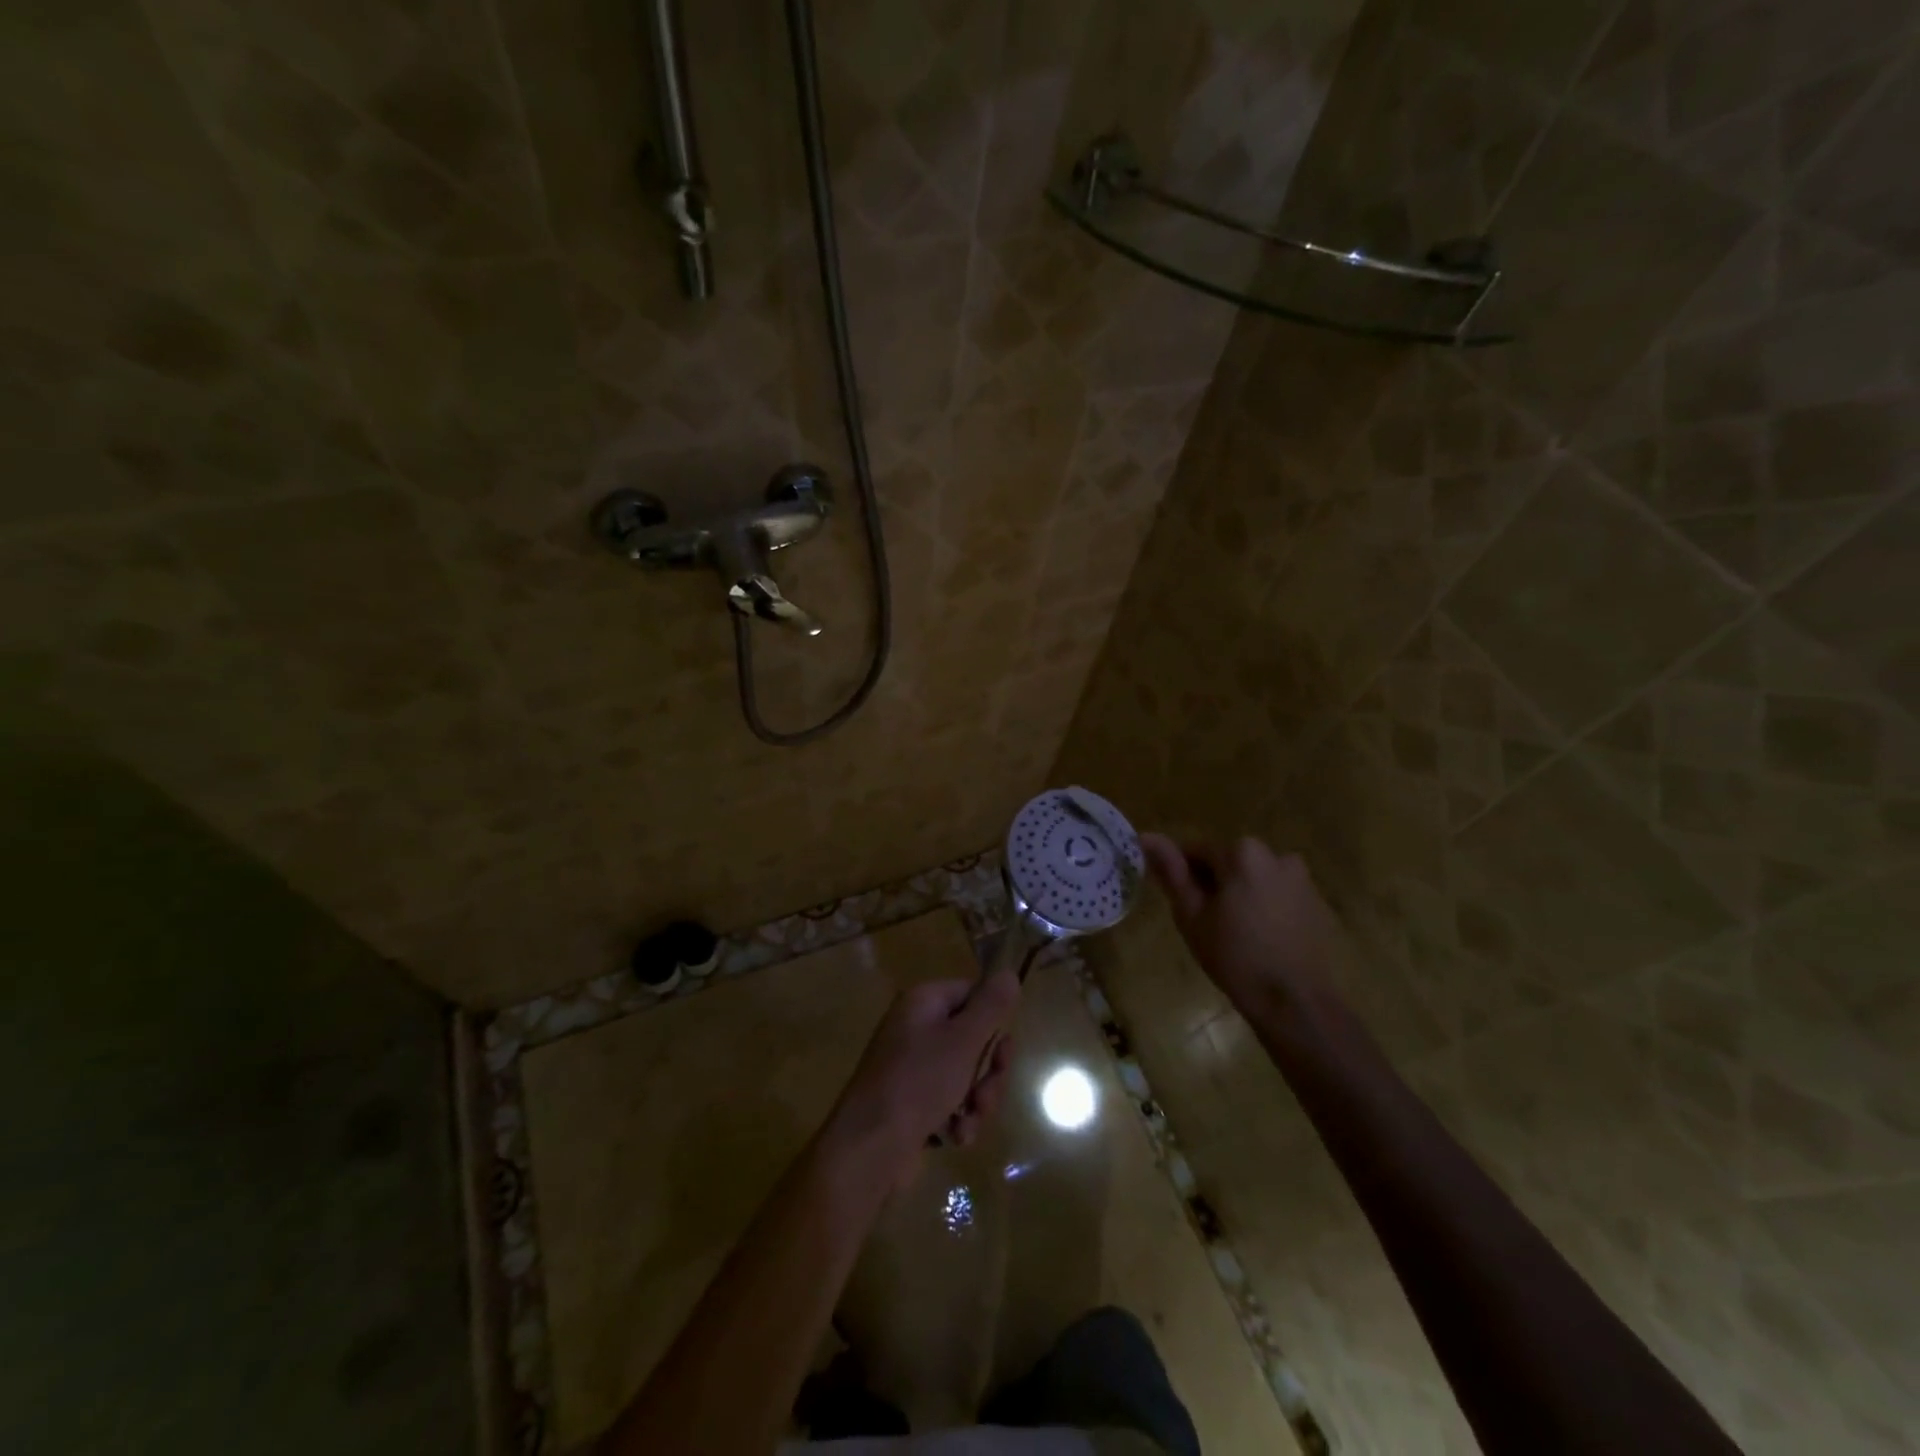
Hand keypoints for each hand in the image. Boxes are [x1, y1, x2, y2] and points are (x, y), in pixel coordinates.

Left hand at [824, 970, 1020, 1192]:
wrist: (869, 1148)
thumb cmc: (919, 1082)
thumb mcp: (963, 1040)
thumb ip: (991, 1006)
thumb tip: (1009, 973)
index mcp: (923, 1003)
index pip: (971, 994)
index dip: (992, 1021)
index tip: (1003, 1047)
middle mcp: (915, 1028)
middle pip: (972, 1039)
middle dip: (989, 1072)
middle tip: (986, 1093)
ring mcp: (911, 1067)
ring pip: (965, 1075)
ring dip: (977, 1101)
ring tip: (970, 1121)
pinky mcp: (911, 1102)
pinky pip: (949, 1101)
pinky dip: (958, 1119)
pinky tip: (955, 1137)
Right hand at [1140, 833, 1337, 1016]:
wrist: (1295, 1002)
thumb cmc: (1234, 957)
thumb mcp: (1191, 915)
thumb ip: (1171, 872)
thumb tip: (1146, 837)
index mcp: (1243, 853)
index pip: (1197, 851)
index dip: (1184, 878)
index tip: (1182, 905)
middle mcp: (1276, 855)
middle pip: (1229, 862)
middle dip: (1214, 885)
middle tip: (1205, 923)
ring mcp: (1301, 879)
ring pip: (1254, 879)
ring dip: (1240, 895)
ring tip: (1233, 933)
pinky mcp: (1317, 903)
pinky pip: (1277, 894)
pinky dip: (1264, 907)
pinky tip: (1260, 939)